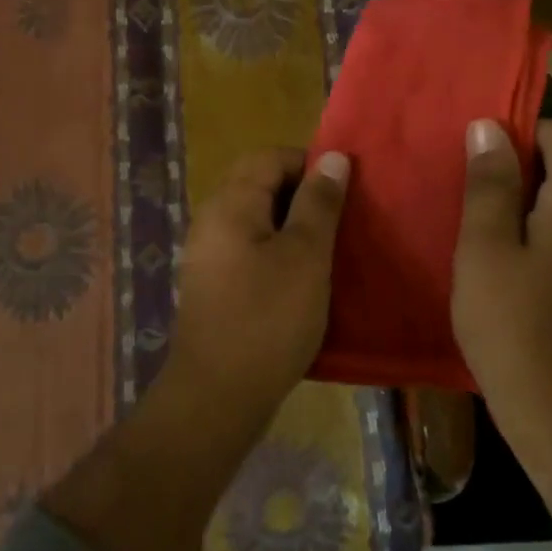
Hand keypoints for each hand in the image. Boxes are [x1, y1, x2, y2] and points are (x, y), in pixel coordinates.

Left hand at [166, 147, 349, 423]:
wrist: (218, 394)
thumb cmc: (268, 318)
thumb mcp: (305, 256)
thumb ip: (319, 203)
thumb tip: (331, 157)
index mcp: (230, 203)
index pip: (269, 157)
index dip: (308, 164)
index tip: (345, 190)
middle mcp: (211, 219)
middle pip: (258, 183)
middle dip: (300, 193)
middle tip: (340, 219)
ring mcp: (207, 252)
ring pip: (254, 217)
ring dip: (290, 223)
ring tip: (327, 247)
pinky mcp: (212, 282)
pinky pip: (247, 246)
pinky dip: (275, 249)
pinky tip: (300, 276)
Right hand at [451, 119, 551, 444]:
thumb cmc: (514, 324)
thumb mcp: (485, 247)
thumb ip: (489, 183)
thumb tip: (489, 127)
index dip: (527, 131)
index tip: (480, 151)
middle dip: (522, 166)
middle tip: (468, 185)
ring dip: (527, 201)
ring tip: (478, 221)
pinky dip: (539, 232)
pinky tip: (502, 261)